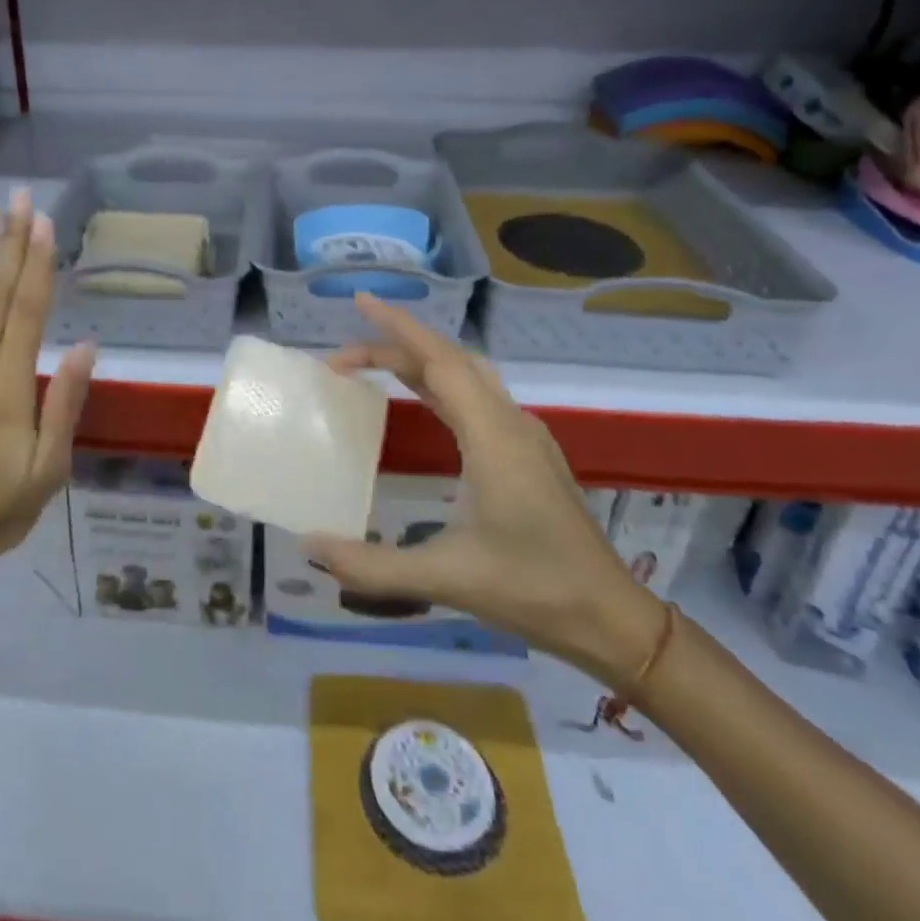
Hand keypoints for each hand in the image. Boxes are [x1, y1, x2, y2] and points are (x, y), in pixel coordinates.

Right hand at [302, 295, 661, 685]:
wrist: (609, 617)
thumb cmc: (532, 589)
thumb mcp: (446, 578)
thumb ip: (372, 565)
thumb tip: (310, 545)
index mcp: (492, 436)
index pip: (439, 360)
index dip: (397, 327)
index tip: (360, 303)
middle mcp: (510, 422)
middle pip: (449, 360)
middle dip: (395, 345)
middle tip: (342, 357)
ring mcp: (524, 435)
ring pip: (467, 375)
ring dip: (419, 362)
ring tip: (372, 366)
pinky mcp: (528, 452)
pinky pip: (478, 396)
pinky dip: (440, 382)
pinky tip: (422, 398)